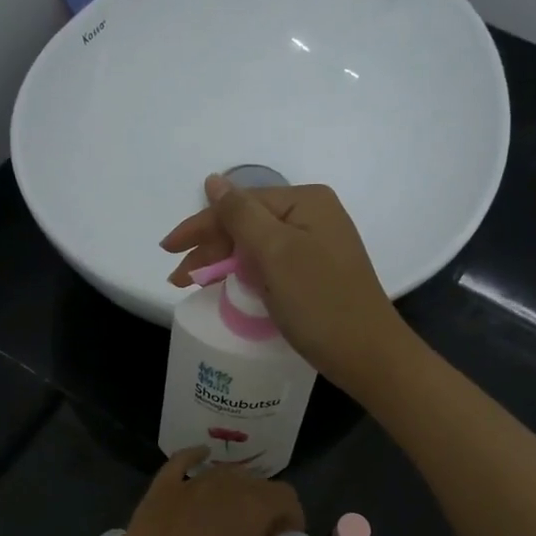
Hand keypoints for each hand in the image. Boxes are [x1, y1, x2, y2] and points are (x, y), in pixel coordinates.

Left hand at [89, 447, 305, 535]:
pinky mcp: (157, 493)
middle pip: (255, 483)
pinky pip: (180, 462)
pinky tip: (201, 457)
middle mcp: (220, 487)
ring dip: (236, 490)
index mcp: (251, 509)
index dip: (292, 519)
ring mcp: (185, 487)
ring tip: (231, 519)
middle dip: (265, 506)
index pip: (285, 496)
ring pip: (222, 474)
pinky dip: (194, 457)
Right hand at [161, 176, 413, 395]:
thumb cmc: (319, 301)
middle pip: (247, 224)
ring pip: (257, 247)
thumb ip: (240, 215)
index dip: (201, 227)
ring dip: (224, 263)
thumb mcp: (275, 253)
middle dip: (210, 249)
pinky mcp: (317, 274)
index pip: (240, 205)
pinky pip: (271, 265)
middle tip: (180, 278)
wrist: (368, 355)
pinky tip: (228, 287)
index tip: (167, 250)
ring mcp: (317, 246)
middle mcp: (313, 216)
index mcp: (305, 202)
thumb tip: (214, 181)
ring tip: (193, 285)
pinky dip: (247, 275)